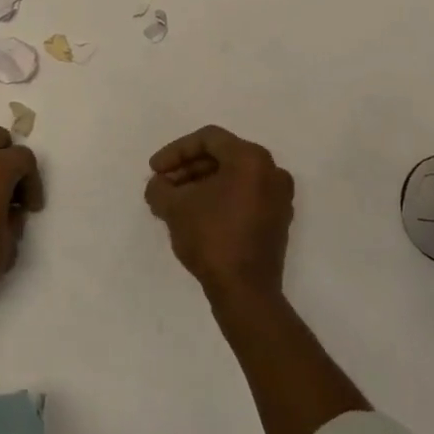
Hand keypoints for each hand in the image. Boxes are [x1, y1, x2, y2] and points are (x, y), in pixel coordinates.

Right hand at [144, 125, 293, 304]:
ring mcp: (279, 197)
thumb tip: (158, 186)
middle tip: (163, 186)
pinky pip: (245, 197)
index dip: (176, 151)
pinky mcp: (278, 221)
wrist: (246, 293)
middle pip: (222, 157)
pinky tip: (196, 216)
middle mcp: (271, 171)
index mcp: (251, 158)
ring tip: (174, 203)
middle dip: (187, 170)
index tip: (155, 170)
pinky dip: (220, 199)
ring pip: (233, 178)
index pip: (208, 139)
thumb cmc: (212, 238)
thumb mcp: (175, 208)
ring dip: (201, 185)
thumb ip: (160, 188)